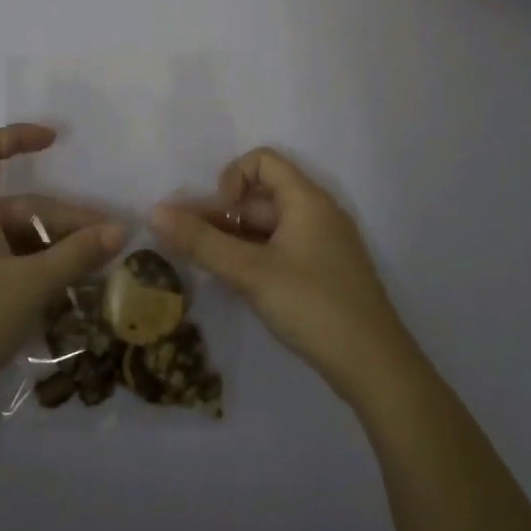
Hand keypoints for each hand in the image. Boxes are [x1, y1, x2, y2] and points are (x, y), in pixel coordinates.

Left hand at [0, 124, 126, 414]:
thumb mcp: (32, 285)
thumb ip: (77, 255)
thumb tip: (119, 229)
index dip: (19, 136)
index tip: (56, 141)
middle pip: (15, 204)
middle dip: (62, 220)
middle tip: (105, 244)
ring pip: (9, 236)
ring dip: (49, 247)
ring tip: (87, 273)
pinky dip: (28, 266)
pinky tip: (55, 293)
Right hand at [151, 148, 412, 404]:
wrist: (377, 368)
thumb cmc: (313, 306)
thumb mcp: (250, 272)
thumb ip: (201, 242)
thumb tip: (154, 212)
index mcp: (306, 200)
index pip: (262, 161)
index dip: (231, 179)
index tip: (218, 217)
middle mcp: (316, 213)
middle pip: (260, 196)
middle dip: (221, 215)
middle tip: (187, 244)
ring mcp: (322, 245)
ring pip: (267, 227)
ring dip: (233, 239)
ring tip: (203, 265)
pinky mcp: (322, 273)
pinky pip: (280, 249)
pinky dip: (253, 257)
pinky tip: (234, 283)